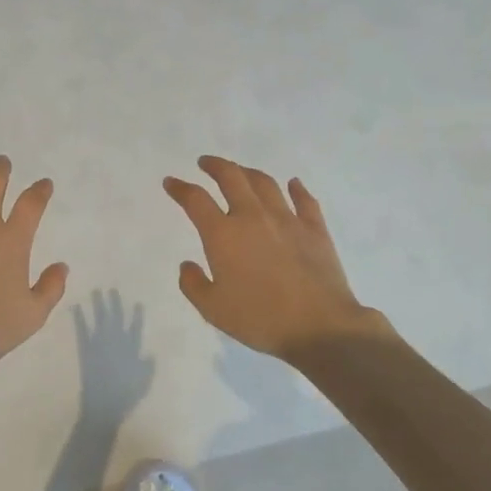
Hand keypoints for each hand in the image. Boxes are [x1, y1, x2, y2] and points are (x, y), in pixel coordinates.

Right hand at [163, 156, 391, 361]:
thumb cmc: (260, 319)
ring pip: (265, 183)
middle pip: (231, 177)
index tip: (171, 182)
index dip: (180, 188)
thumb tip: (187, 265)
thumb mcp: (213, 310)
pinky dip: (297, 189)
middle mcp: (252, 216)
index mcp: (223, 234)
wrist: (320, 328)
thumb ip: (193, 285)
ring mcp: (287, 219)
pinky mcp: (315, 229)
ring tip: (241, 172)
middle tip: (205, 163)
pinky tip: (293, 184)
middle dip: (214, 166)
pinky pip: (305, 201)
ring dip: (248, 172)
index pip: (195, 199)